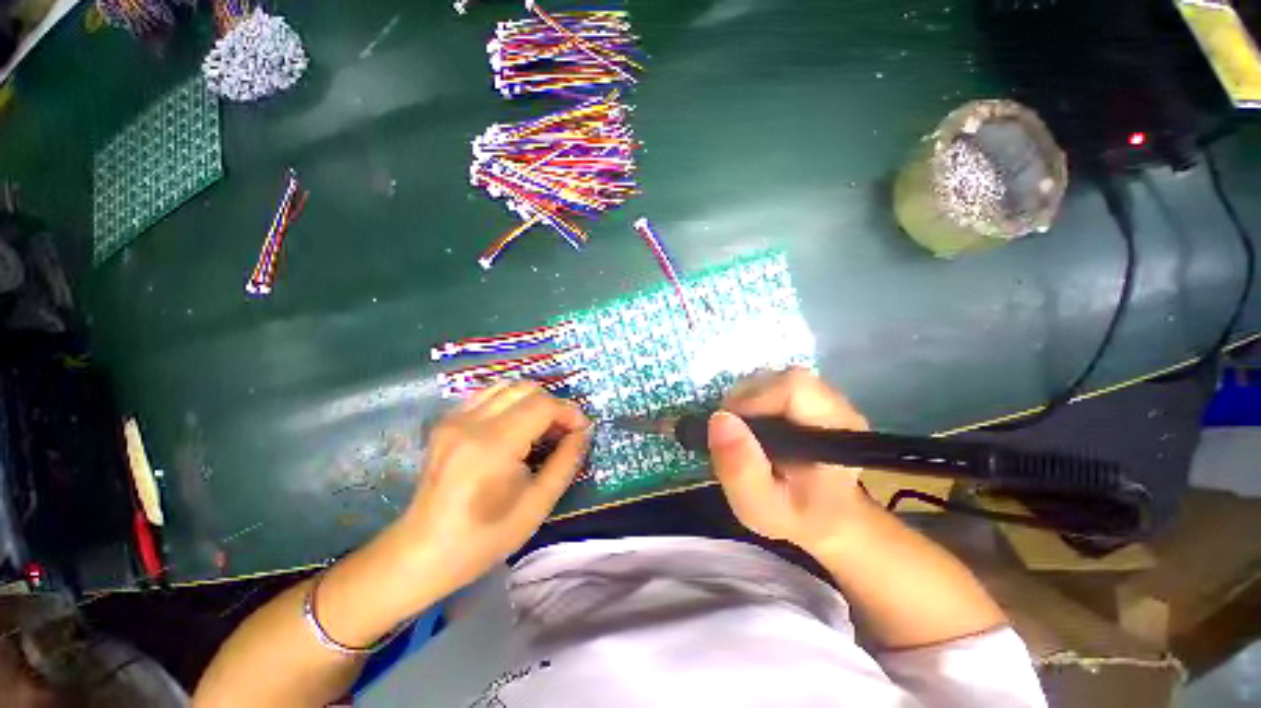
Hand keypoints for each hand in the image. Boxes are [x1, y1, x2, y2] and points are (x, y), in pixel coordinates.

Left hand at [396, 382, 590, 591]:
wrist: (423, 552)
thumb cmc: (485, 537)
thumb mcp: (537, 504)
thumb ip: (566, 461)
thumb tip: (583, 432)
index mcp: (494, 445)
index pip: (543, 405)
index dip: (569, 413)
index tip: (582, 430)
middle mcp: (472, 422)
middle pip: (526, 389)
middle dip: (553, 405)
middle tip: (563, 432)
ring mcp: (455, 419)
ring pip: (507, 387)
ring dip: (532, 401)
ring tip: (541, 427)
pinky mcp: (446, 422)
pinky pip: (487, 395)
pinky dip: (510, 402)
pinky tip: (515, 426)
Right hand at [708, 368, 871, 556]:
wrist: (828, 518)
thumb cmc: (798, 517)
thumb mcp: (762, 507)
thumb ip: (740, 469)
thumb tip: (719, 417)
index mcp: (834, 428)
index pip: (792, 386)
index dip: (753, 399)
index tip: (731, 428)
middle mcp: (834, 402)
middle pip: (778, 378)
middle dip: (744, 402)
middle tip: (734, 437)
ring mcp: (822, 396)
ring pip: (771, 379)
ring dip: (746, 402)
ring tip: (745, 437)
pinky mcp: (809, 396)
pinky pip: (771, 385)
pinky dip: (752, 403)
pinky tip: (755, 429)